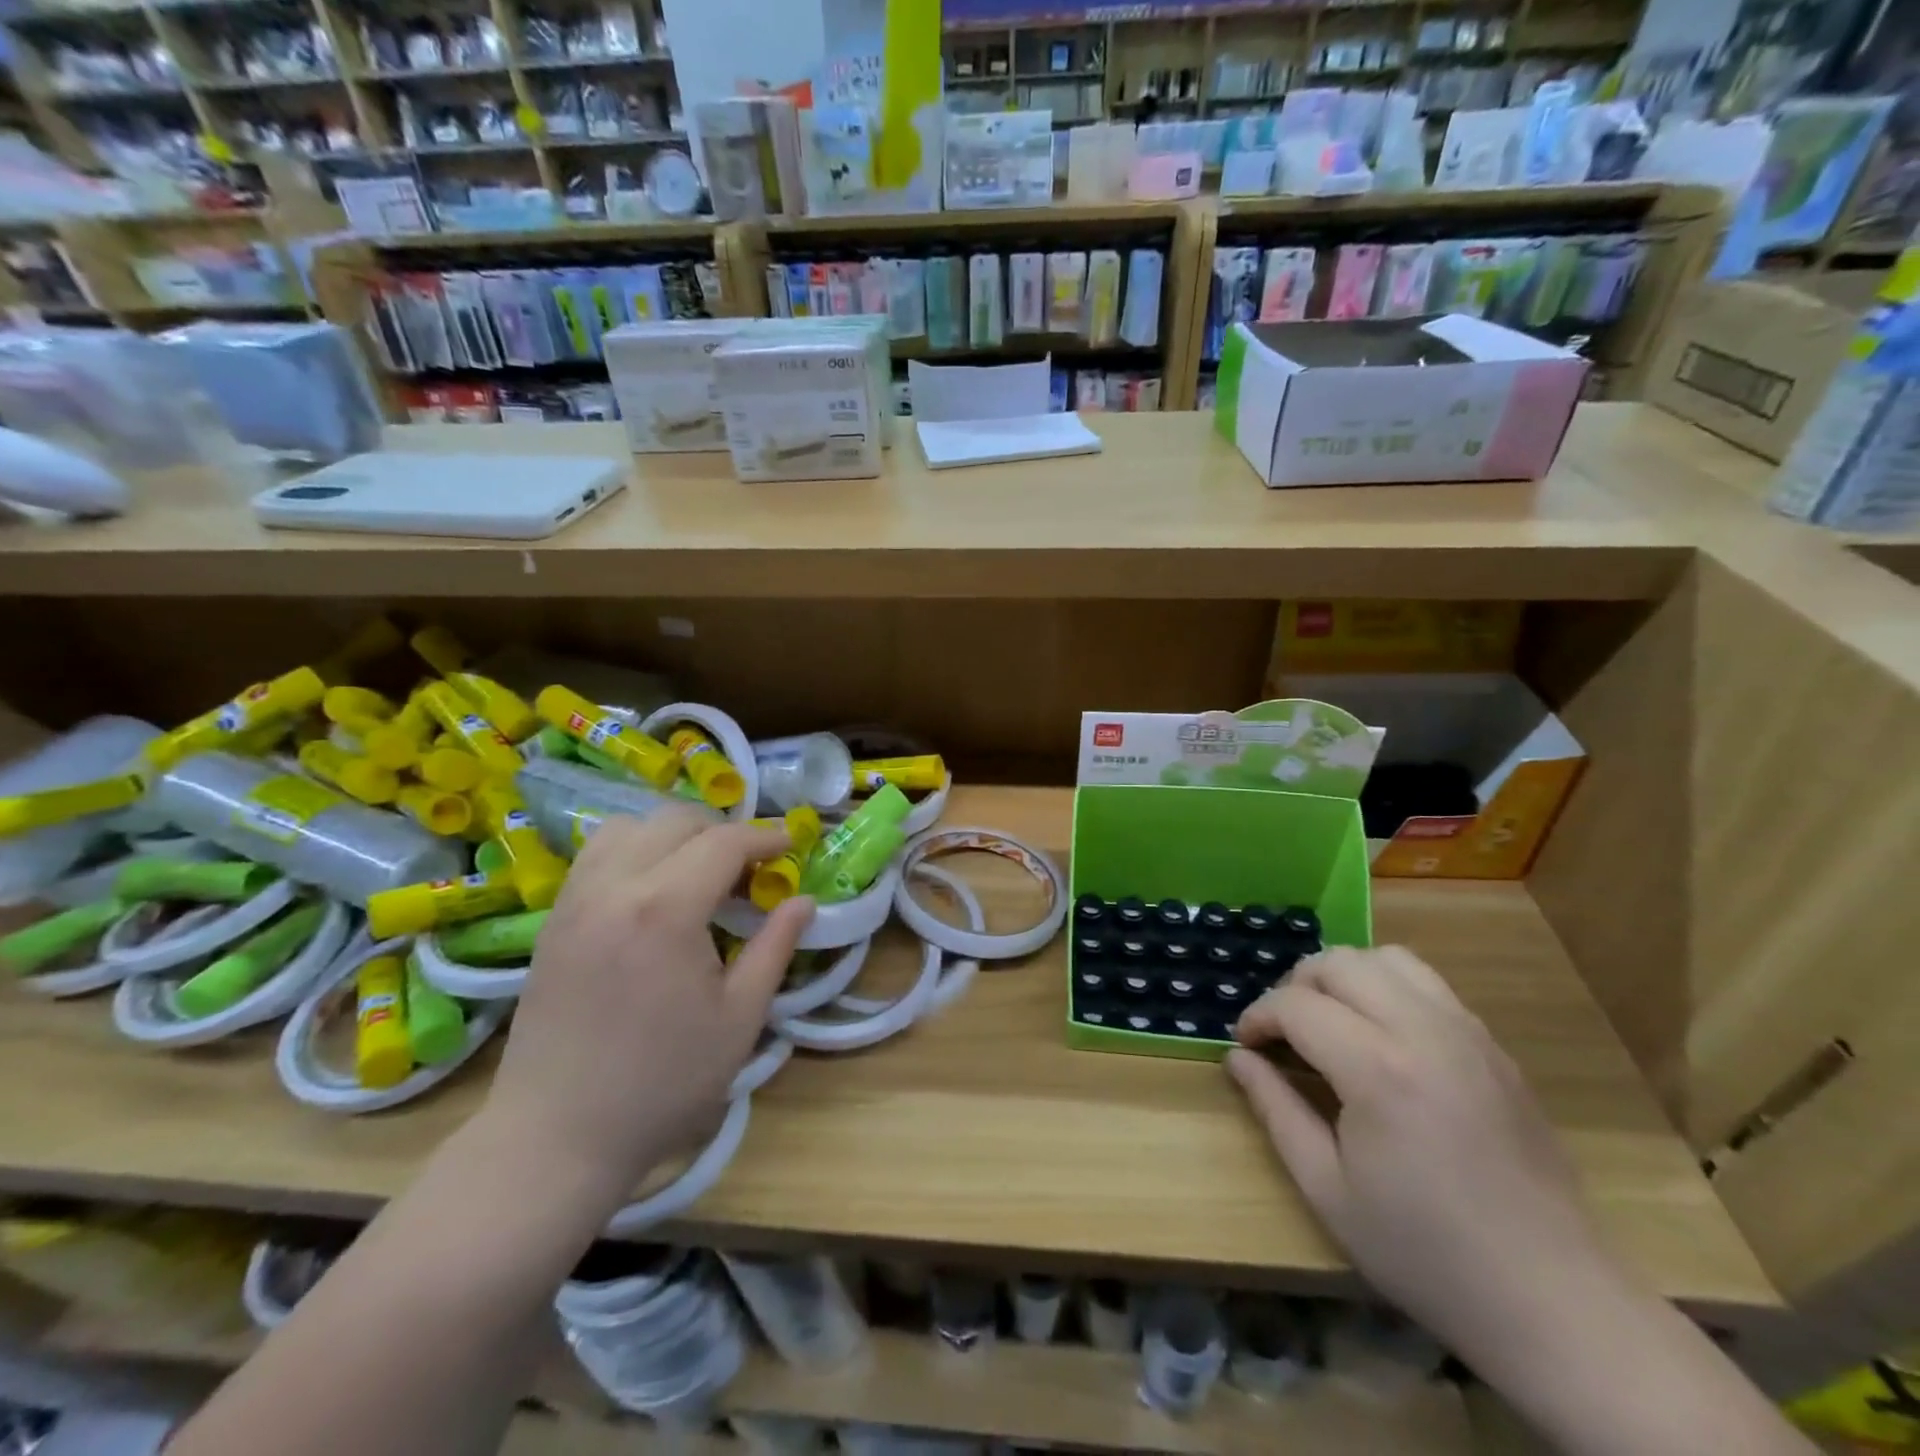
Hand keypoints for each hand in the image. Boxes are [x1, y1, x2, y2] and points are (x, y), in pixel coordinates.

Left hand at [482, 806, 812, 1203]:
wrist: (556, 1136)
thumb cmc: (662, 1083)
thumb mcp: (739, 1018)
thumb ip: (775, 947)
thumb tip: (804, 901)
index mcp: (665, 910)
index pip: (723, 843)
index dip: (764, 837)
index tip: (790, 846)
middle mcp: (614, 887)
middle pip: (676, 821)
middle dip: (722, 831)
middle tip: (749, 868)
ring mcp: (575, 899)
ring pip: (629, 825)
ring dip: (674, 834)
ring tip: (699, 872)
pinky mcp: (553, 918)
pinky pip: (597, 853)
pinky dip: (635, 848)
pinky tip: (653, 890)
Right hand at [1227, 946, 1617, 1371]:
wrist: (1553, 1300)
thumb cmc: (1425, 1252)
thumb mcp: (1327, 1189)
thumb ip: (1274, 1109)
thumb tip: (1237, 1057)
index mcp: (1378, 1069)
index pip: (1296, 1004)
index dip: (1257, 1017)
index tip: (1245, 1045)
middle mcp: (1424, 1032)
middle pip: (1339, 963)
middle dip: (1295, 985)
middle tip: (1282, 1031)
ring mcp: (1468, 1033)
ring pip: (1388, 958)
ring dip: (1345, 976)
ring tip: (1332, 1020)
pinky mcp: (1495, 1047)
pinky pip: (1429, 984)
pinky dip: (1389, 988)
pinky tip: (1383, 1037)